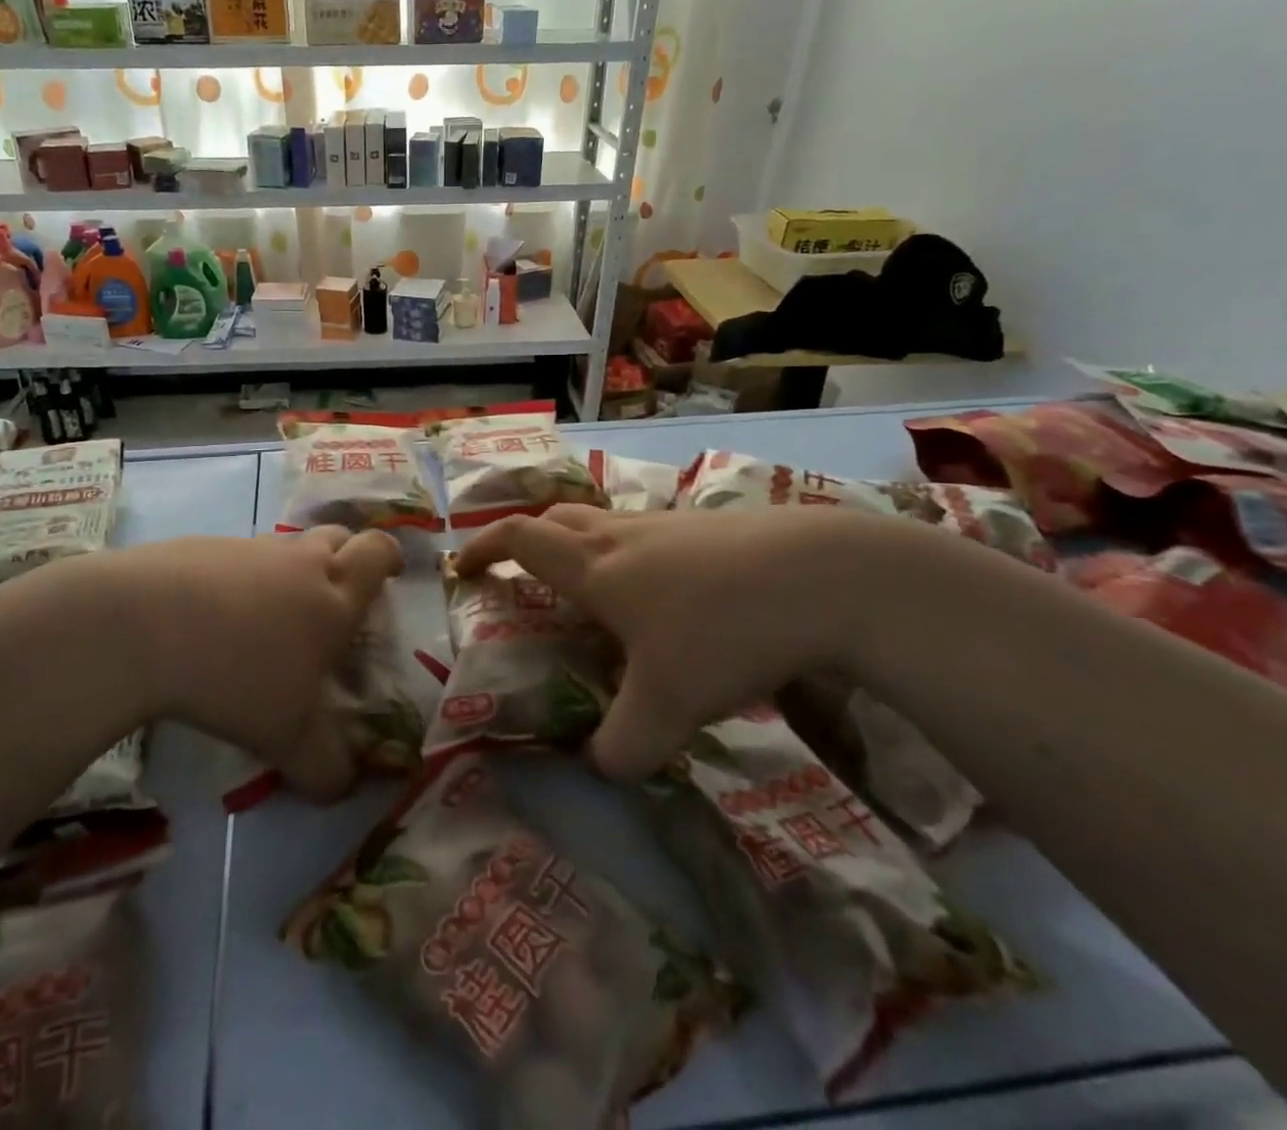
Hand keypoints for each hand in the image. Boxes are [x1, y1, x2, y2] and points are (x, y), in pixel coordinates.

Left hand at [89, 527, 401, 798]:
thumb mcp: (288, 738)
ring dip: (289, 569)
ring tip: (269, 617)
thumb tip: (344, 788)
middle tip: (336, 593)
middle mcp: (297, 561)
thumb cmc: (238, 676)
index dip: (389, 556)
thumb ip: (325, 766)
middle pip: (337, 535)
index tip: (390, 572)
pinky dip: (238, 579)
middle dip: (346, 555)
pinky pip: (234, 558)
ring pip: (284, 546)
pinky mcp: (199, 547)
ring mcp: (247, 548)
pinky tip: (211, 618)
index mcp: (333, 595)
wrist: (143, 626)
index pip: (378, 552)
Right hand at [454, 504, 905, 779]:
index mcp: (594, 566)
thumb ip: (625, 745)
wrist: (823, 575)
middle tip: (523, 574)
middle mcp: (622, 535)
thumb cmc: (723, 631)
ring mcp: (668, 525)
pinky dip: (631, 555)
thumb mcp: (668, 704)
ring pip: (604, 522)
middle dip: (527, 540)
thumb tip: (601, 769)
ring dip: (581, 546)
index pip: (519, 538)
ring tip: (593, 593)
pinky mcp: (711, 529)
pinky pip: (648, 533)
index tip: (464, 568)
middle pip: (556, 517)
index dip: (483, 548)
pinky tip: (664, 596)